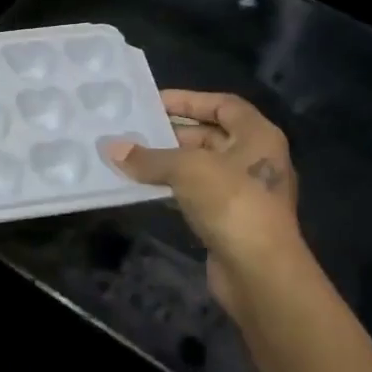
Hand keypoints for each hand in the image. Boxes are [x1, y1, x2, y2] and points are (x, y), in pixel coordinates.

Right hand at [106, 90, 306, 314]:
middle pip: (211, 136)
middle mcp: (256, 159)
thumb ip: (149, 157)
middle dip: (173, 133)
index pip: (223, 105)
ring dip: (169, 163)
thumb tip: (112, 147)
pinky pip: (198, 194)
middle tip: (134, 131)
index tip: (153, 102)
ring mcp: (245, 192)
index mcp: (258, 136)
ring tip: (131, 158)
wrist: (259, 271)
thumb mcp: (187, 170)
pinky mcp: (231, 220)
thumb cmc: (231, 203)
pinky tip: (145, 188)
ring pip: (202, 167)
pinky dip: (173, 189)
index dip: (189, 100)